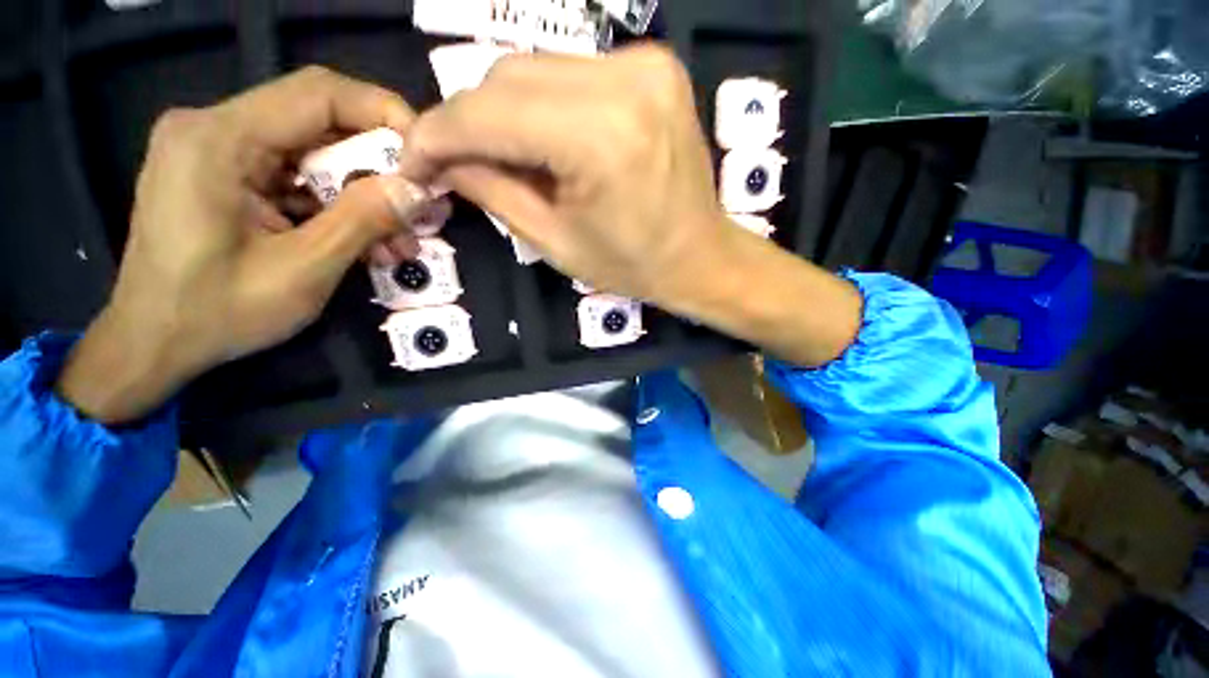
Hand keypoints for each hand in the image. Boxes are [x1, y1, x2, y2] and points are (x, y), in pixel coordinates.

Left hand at [58, 66, 439, 423]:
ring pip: (314, 155)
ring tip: (400, 242)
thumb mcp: (304, 271)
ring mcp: (218, 151)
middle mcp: (214, 128)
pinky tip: (367, 242)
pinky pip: (297, 177)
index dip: (384, 114)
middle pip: (319, 125)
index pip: (318, 95)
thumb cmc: (217, 313)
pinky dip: (338, 207)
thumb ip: (362, 221)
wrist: (154, 343)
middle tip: (422, 208)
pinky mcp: (226, 175)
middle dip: (380, 168)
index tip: (429, 154)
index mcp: (218, 140)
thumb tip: (418, 190)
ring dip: (364, 197)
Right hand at [401, 45, 732, 304]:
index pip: (488, 113)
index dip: (436, 134)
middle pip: (508, 78)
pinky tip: (547, 143)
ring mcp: (645, 65)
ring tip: (505, 158)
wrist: (699, 256)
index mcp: (600, 137)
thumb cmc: (633, 265)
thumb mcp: (555, 242)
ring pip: (536, 69)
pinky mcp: (654, 66)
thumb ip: (492, 193)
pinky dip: (544, 104)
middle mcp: (625, 81)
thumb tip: (439, 160)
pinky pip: (571, 74)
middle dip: (470, 122)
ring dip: (505, 112)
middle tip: (457, 163)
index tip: (410, 159)